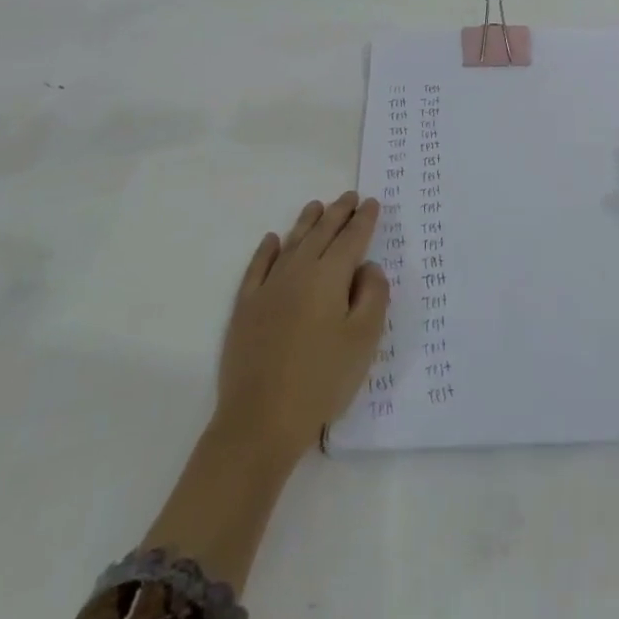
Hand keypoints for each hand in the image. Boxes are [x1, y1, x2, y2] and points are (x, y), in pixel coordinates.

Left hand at [215, 192, 389, 463]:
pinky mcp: (245, 308)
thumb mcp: (364, 340)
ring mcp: (268, 288)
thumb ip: (373, 295)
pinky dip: (266, 250)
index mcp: (329, 277)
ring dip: (307, 222)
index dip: (364, 220)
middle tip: (350, 197)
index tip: (373, 203)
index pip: (351, 239)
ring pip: (291, 243)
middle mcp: (298, 272)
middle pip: (322, 234)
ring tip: (317, 206)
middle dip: (338, 213)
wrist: (259, 422)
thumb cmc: (321, 380)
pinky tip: (272, 240)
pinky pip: (257, 267)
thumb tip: (368, 267)